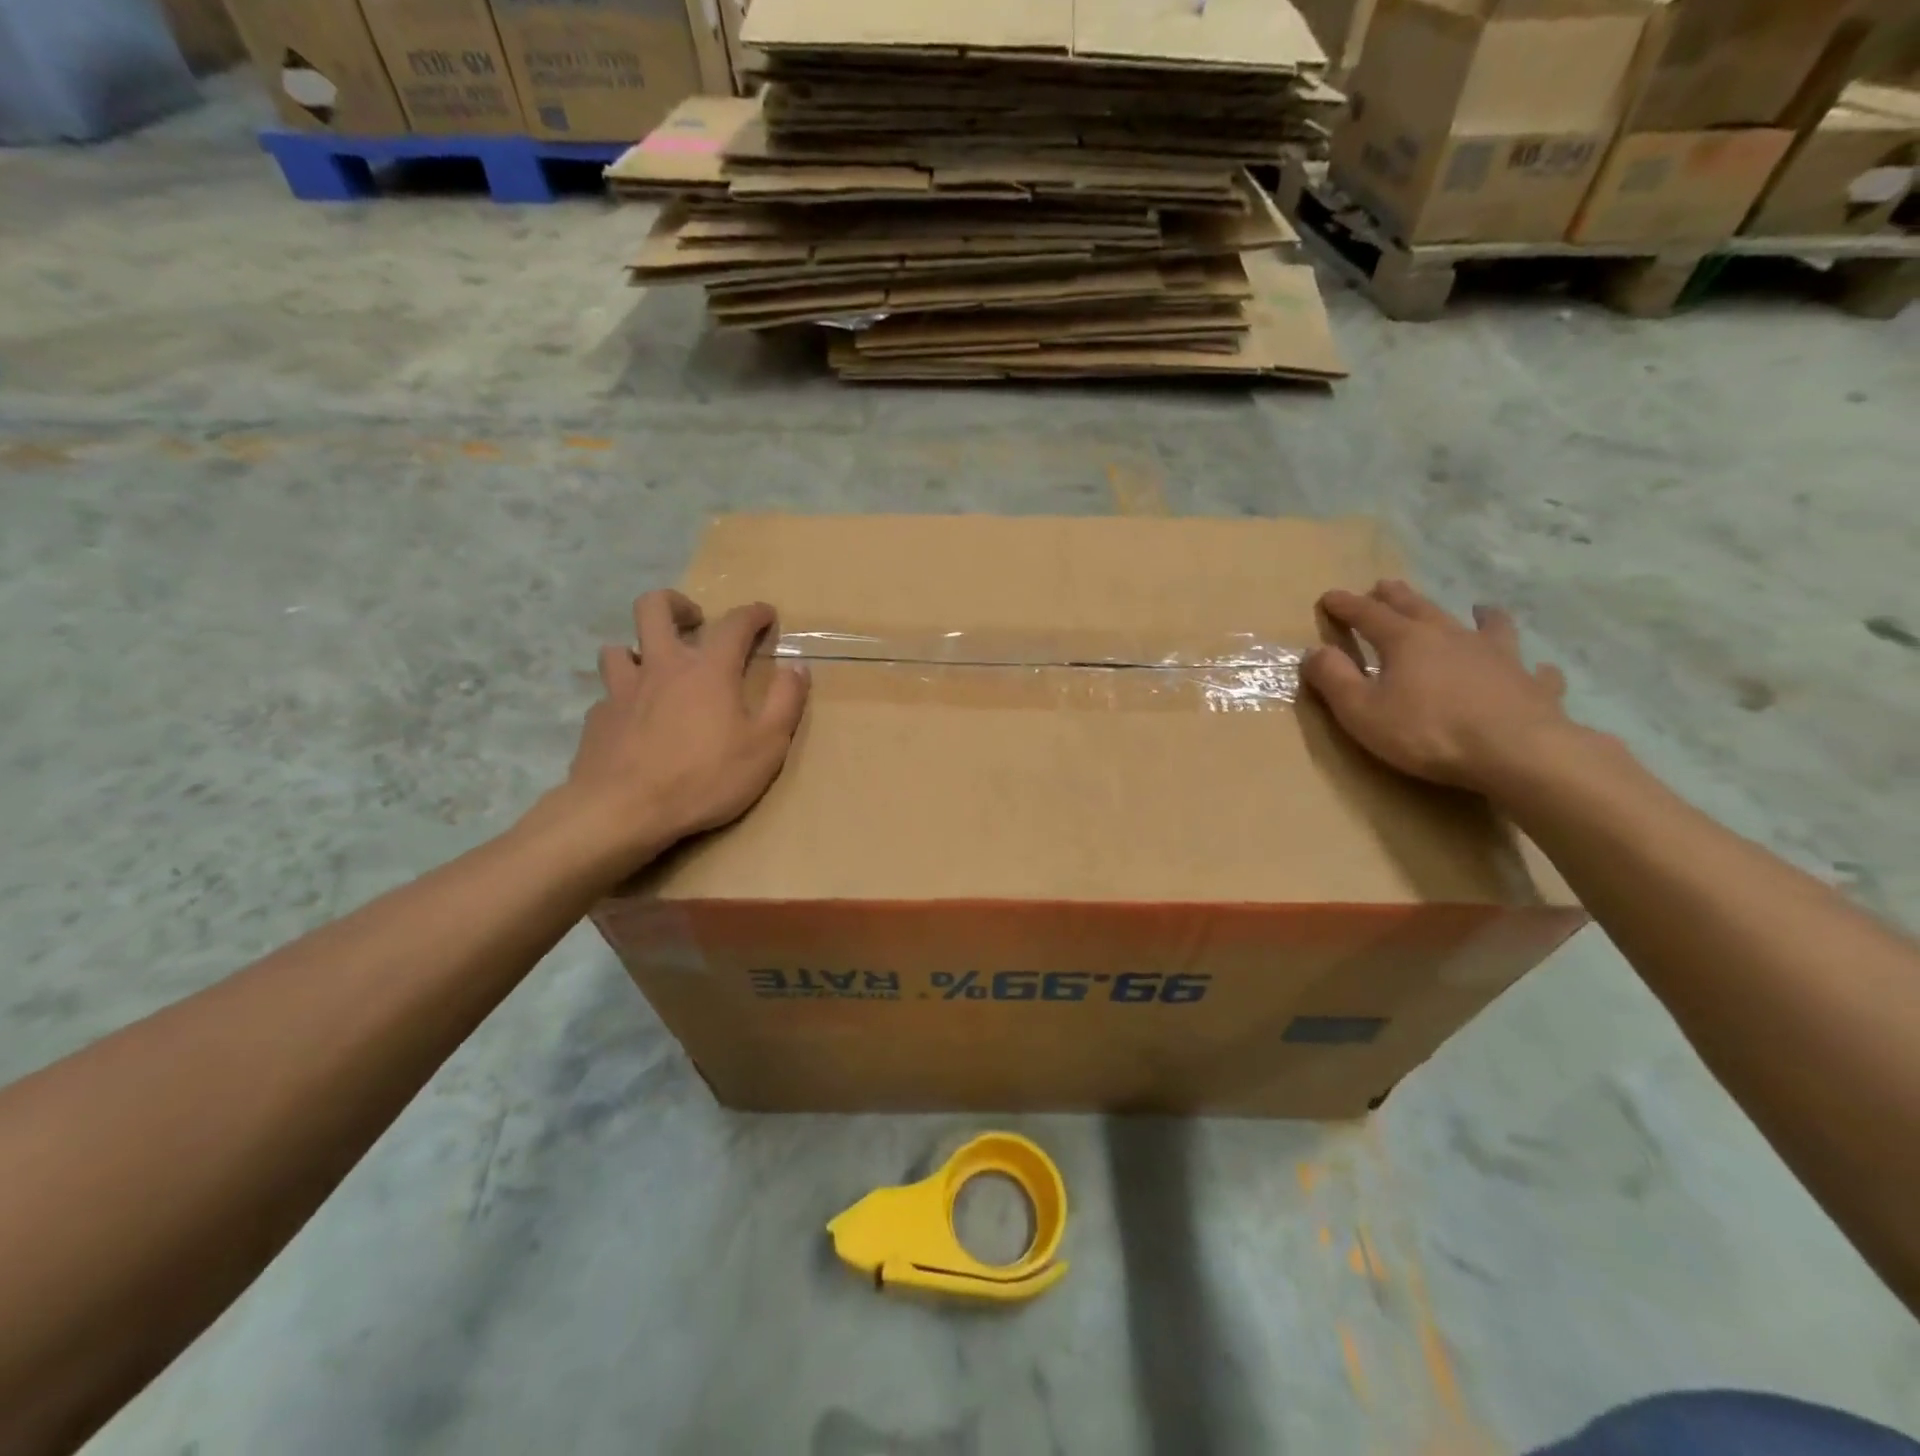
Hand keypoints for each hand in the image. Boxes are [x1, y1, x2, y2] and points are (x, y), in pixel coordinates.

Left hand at [562, 590, 809, 867]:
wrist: (623, 811)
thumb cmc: (705, 778)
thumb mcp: (766, 746)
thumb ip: (785, 701)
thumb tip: (798, 666)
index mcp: (708, 670)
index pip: (734, 623)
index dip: (753, 613)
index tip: (765, 614)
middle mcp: (662, 667)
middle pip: (653, 608)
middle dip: (676, 603)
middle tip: (693, 621)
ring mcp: (622, 690)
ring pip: (619, 648)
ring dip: (638, 650)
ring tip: (655, 670)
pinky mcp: (597, 719)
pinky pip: (608, 695)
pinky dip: (623, 699)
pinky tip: (632, 721)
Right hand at [1302, 580, 1574, 794]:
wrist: (1517, 752)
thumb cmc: (1428, 732)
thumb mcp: (1361, 711)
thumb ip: (1334, 679)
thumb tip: (1314, 651)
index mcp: (1406, 641)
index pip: (1368, 615)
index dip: (1346, 605)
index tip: (1329, 596)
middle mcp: (1451, 637)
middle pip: (1421, 608)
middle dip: (1398, 597)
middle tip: (1385, 585)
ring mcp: (1498, 657)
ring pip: (1488, 626)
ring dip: (1480, 616)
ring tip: (1480, 608)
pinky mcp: (1531, 684)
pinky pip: (1533, 670)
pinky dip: (1531, 666)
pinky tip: (1536, 669)